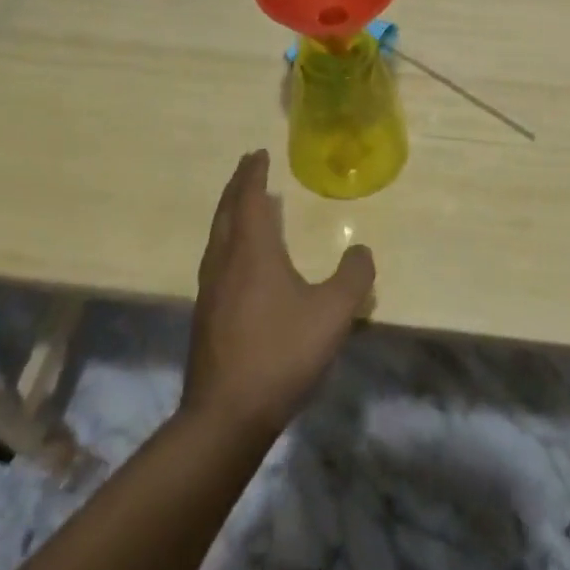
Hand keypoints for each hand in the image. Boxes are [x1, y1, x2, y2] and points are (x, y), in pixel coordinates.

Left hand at [181, 151, 375, 439]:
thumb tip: (362, 250)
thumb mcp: (333, 313)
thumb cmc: (281, 354)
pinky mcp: (207, 316)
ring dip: (231, 213)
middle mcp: (225, 262)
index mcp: (251, 252)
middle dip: (238, 186)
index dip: (254, 174)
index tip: (258, 153)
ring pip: (218, 237)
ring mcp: (211, 291)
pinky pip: (217, 259)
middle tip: (249, 167)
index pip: (251, 199)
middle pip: (227, 212)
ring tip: (246, 205)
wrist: (225, 417)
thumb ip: (354, 276)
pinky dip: (229, 240)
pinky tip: (241, 258)